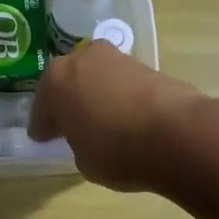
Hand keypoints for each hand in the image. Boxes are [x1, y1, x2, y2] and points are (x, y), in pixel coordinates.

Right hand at [27, 41, 204, 191]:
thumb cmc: (117, 151)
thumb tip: (87, 135)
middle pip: (67, 83)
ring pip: (95, 78)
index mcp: (55, 82)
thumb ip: (77, 142)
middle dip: (67, 102)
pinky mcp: (146, 64)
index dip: (42, 128)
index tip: (44, 140)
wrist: (177, 134)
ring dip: (94, 95)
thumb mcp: (83, 160)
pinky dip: (118, 96)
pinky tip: (125, 117)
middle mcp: (82, 60)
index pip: (41, 109)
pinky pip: (120, 83)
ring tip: (101, 122)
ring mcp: (116, 58)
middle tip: (70, 126)